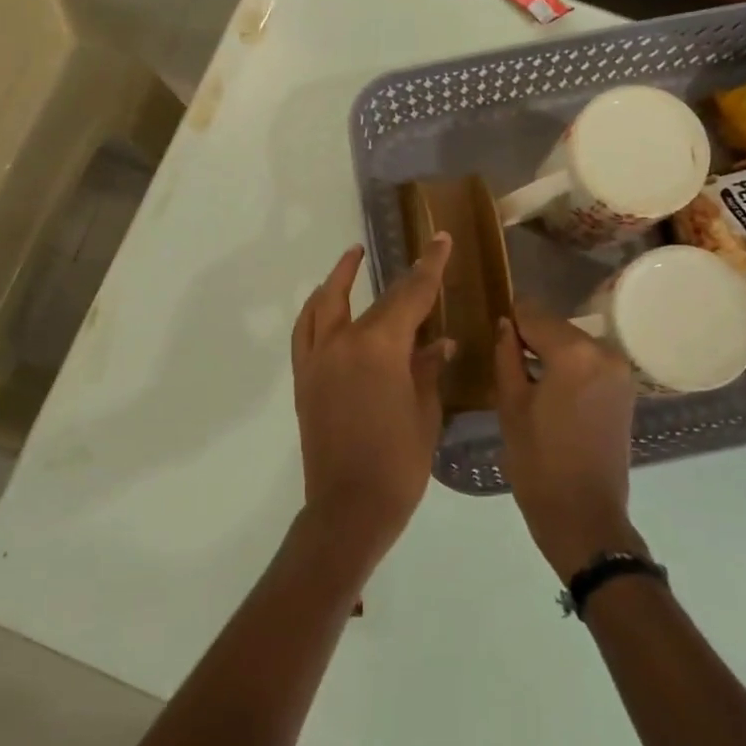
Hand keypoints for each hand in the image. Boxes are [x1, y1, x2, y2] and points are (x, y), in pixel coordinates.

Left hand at [290, 237, 453, 566]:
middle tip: (417, 255)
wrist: (348, 507)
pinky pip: (306, 331)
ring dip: (339, 278)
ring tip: (352, 258)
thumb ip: (429, 368)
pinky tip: (327, 306)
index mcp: (379, 347)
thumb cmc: (398, 462)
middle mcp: (343, 342)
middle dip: (400, 275)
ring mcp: (317, 358)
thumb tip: (441, 342)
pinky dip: (316, 310)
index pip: (410, 295)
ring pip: (324, 304)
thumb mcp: (425, 411)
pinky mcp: (304, 378)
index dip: (429, 266)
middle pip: (374, 299)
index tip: (440, 239)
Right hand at [493, 302, 643, 579]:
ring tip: (524, 374)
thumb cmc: (538, 462)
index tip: (492, 327)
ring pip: (575, 343)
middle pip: (558, 326)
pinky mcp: (626, 390)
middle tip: (503, 355)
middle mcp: (605, 352)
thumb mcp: (510, 405)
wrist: (584, 515)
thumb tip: (504, 324)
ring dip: (550, 351)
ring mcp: (621, 371)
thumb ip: (506, 356)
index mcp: (574, 353)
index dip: (510, 317)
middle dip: (531, 334)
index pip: (534, 313)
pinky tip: (549, 388)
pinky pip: (590, 362)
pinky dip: (569, 366)